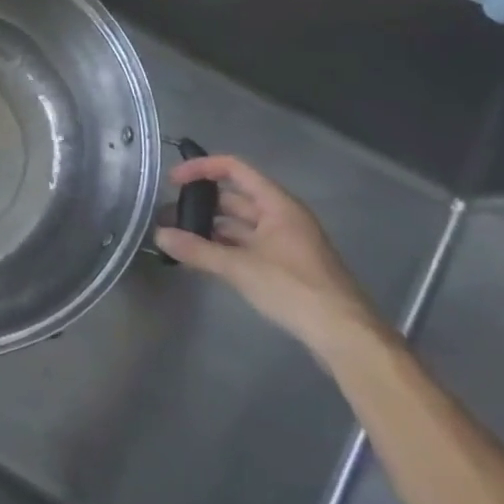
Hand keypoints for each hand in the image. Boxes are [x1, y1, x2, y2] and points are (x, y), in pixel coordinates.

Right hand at [154, 156, 380, 352]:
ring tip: (176, 238)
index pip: (234, 169)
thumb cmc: (294, 289)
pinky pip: (245, 245)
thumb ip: (197, 250)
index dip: (201, 169)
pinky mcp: (283, 265)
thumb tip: (160, 235)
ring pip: (238, 224)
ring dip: (209, 228)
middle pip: (234, 198)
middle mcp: (281, 216)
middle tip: (166, 217)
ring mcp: (283, 241)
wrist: (343, 334)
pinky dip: (222, 246)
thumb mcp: (240, 268)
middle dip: (200, 204)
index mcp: (277, 205)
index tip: (172, 181)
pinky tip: (201, 258)